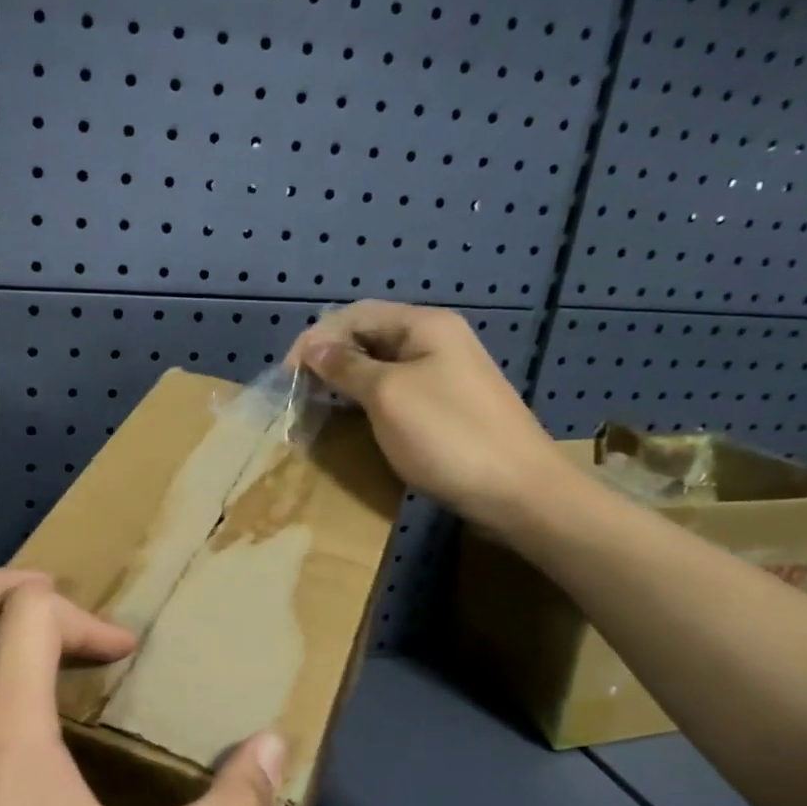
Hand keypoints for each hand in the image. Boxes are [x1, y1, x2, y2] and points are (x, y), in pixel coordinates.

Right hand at [287, 301, 565, 531]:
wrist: (519, 491)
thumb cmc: (448, 436)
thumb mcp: (388, 396)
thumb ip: (347, 367)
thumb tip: (313, 347)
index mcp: (425, 325)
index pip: (356, 314)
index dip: (316, 338)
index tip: (288, 374)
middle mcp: (436, 341)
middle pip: (370, 336)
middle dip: (330, 359)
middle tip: (299, 392)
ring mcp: (445, 375)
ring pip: (382, 366)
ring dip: (346, 382)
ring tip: (317, 407)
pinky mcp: (447, 407)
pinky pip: (398, 392)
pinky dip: (368, 401)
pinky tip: (353, 422)